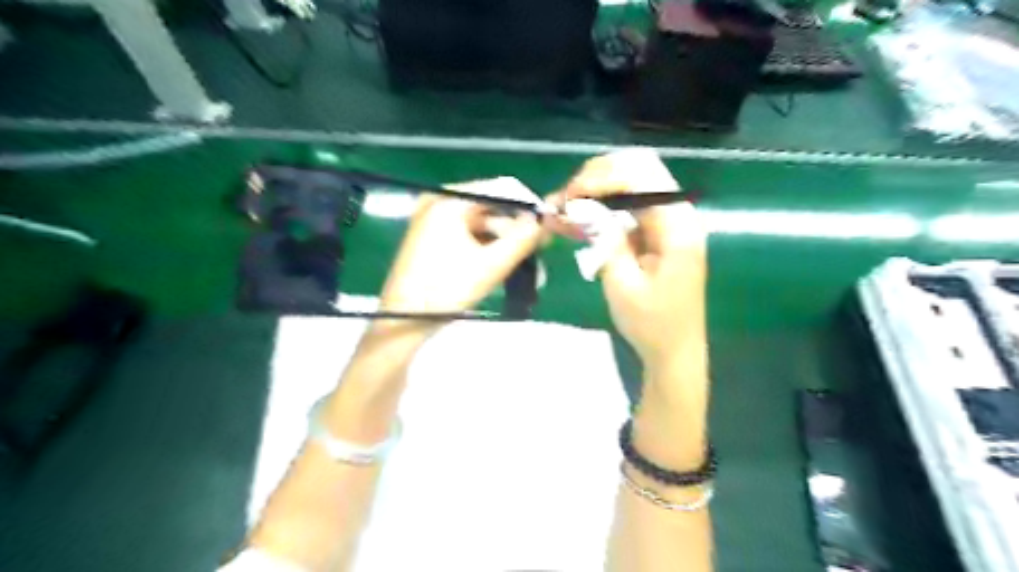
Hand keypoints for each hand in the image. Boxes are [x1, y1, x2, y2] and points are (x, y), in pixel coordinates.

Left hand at [372, 177, 545, 332]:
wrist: (401, 322)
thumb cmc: (445, 291)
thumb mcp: (491, 264)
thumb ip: (523, 238)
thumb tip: (546, 220)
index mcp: (449, 200)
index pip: (501, 188)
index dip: (528, 206)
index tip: (548, 227)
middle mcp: (439, 201)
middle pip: (491, 207)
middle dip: (516, 230)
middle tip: (539, 251)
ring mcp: (432, 219)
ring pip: (481, 223)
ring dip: (504, 243)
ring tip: (525, 266)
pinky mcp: (430, 237)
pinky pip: (467, 234)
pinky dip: (486, 248)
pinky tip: (501, 266)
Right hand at [557, 150, 710, 367]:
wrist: (674, 352)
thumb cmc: (651, 324)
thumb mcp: (622, 284)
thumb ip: (605, 239)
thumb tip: (582, 205)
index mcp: (677, 225)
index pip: (640, 176)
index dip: (601, 178)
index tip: (569, 197)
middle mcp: (677, 214)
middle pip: (637, 171)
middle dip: (597, 178)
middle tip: (564, 199)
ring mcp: (667, 223)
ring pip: (630, 187)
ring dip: (595, 192)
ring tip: (563, 208)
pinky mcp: (655, 235)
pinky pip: (626, 210)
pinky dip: (600, 211)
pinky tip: (575, 220)